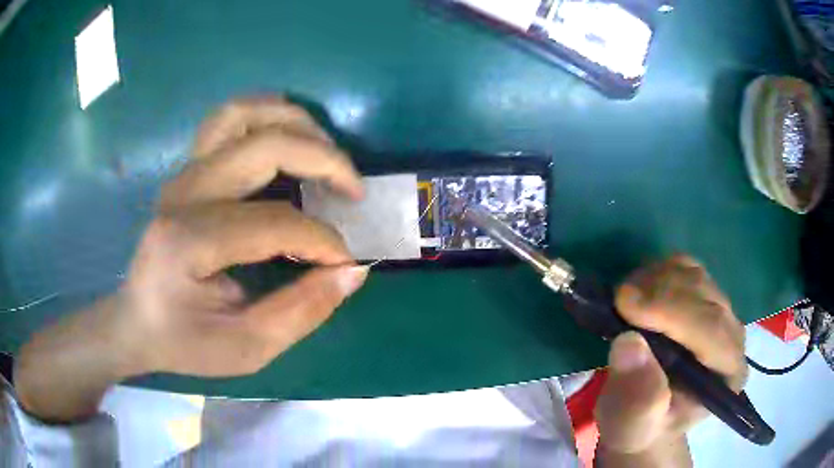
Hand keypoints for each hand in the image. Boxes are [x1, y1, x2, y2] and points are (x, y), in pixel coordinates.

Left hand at [16, 97, 371, 421]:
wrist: (136, 321)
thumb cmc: (184, 341)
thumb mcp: (246, 348)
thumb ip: (301, 311)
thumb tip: (352, 271)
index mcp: (189, 241)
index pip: (274, 222)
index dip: (322, 241)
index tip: (345, 263)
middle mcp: (184, 193)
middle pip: (265, 146)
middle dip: (324, 161)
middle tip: (353, 191)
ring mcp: (183, 174)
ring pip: (243, 113)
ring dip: (294, 122)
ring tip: (326, 151)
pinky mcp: (187, 171)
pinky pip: (228, 121)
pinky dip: (265, 117)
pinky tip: (288, 138)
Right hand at [594, 255, 746, 465]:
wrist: (645, 417)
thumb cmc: (640, 427)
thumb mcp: (631, 426)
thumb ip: (637, 396)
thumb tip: (628, 342)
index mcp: (727, 374)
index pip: (712, 330)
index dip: (672, 311)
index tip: (625, 303)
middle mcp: (733, 337)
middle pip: (705, 296)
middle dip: (661, 291)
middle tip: (617, 298)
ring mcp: (721, 312)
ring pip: (697, 275)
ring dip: (657, 278)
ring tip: (624, 299)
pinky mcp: (704, 296)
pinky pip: (686, 267)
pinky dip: (659, 271)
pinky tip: (639, 291)